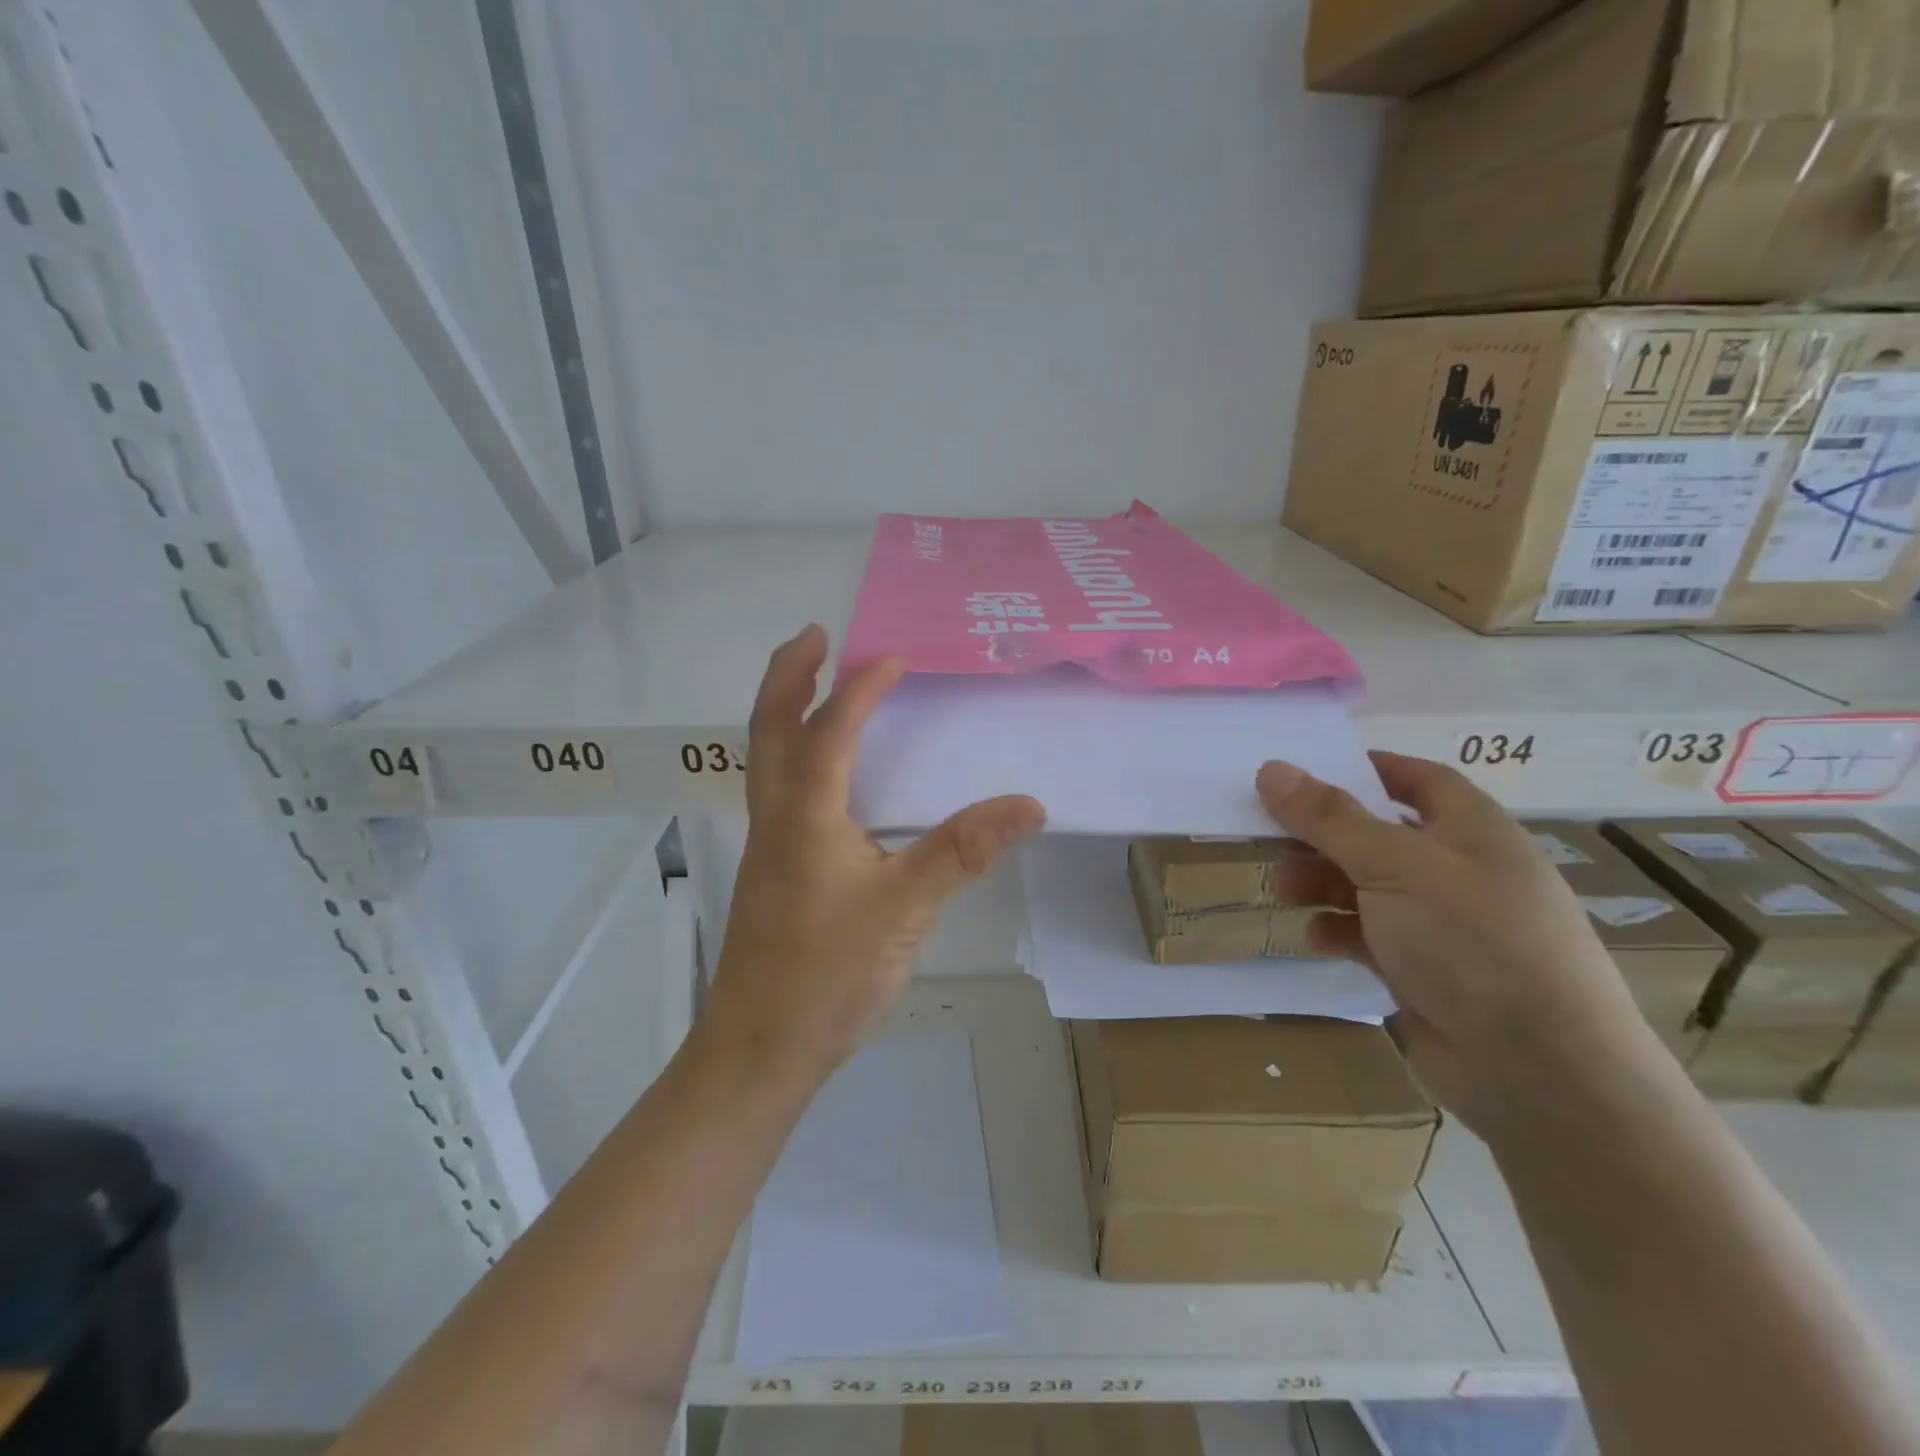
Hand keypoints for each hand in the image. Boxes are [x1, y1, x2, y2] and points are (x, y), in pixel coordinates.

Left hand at [701, 626, 1046, 1089]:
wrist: (760, 1048)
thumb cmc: (828, 974)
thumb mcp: (906, 910)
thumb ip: (964, 851)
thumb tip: (1029, 804)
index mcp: (804, 815)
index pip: (831, 730)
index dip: (863, 688)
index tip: (896, 657)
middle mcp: (776, 817)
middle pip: (768, 727)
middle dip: (788, 674)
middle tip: (814, 636)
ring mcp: (767, 846)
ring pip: (764, 758)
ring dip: (784, 711)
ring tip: (815, 684)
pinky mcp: (772, 871)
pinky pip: (777, 790)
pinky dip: (793, 754)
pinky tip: (825, 776)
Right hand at [1257, 752, 1668, 1138]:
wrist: (1537, 1070)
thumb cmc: (1470, 939)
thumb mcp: (1393, 864)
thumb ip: (1328, 817)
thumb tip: (1271, 768)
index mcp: (1471, 829)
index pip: (1417, 779)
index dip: (1364, 770)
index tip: (1304, 773)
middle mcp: (1459, 870)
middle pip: (1377, 834)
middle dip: (1322, 837)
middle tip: (1270, 840)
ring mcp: (1443, 924)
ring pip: (1366, 886)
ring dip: (1321, 884)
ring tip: (1282, 892)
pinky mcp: (1425, 970)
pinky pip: (1370, 935)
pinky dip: (1339, 931)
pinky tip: (1317, 940)